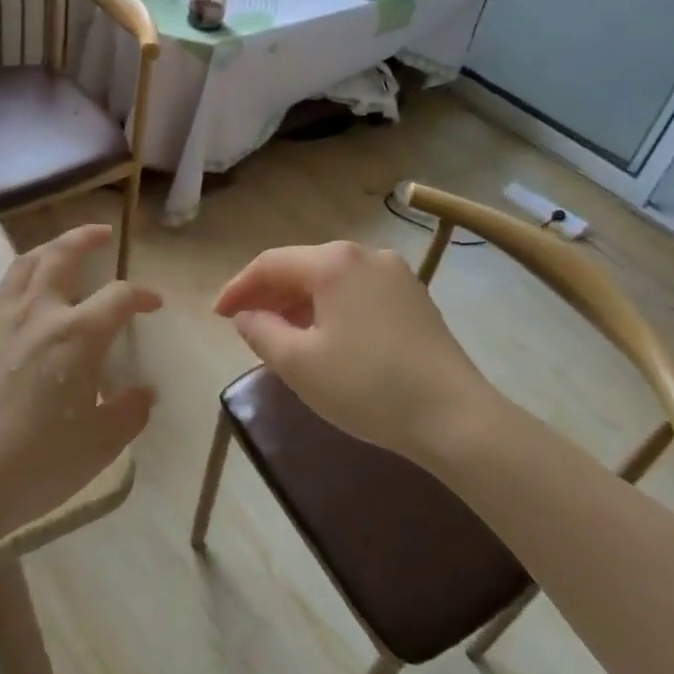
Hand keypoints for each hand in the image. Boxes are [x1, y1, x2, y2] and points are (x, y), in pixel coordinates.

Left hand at [0, 224, 160, 542]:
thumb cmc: (34, 465)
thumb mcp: (97, 446)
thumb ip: (127, 414)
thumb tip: (144, 394)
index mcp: (77, 334)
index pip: (119, 297)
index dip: (141, 295)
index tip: (152, 304)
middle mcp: (38, 311)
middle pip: (63, 255)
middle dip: (86, 238)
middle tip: (101, 233)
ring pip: (24, 264)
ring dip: (49, 249)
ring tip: (60, 252)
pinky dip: (17, 280)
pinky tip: (19, 298)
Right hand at [214, 241, 490, 459]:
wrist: (455, 417)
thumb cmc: (367, 386)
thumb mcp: (299, 364)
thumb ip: (261, 332)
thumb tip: (246, 316)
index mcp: (334, 263)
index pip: (270, 264)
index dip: (238, 287)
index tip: (217, 316)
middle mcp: (366, 255)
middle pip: (303, 267)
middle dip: (269, 294)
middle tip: (244, 324)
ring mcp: (396, 275)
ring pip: (332, 281)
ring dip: (299, 303)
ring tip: (280, 335)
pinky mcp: (415, 299)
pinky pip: (358, 293)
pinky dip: (331, 309)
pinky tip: (324, 338)